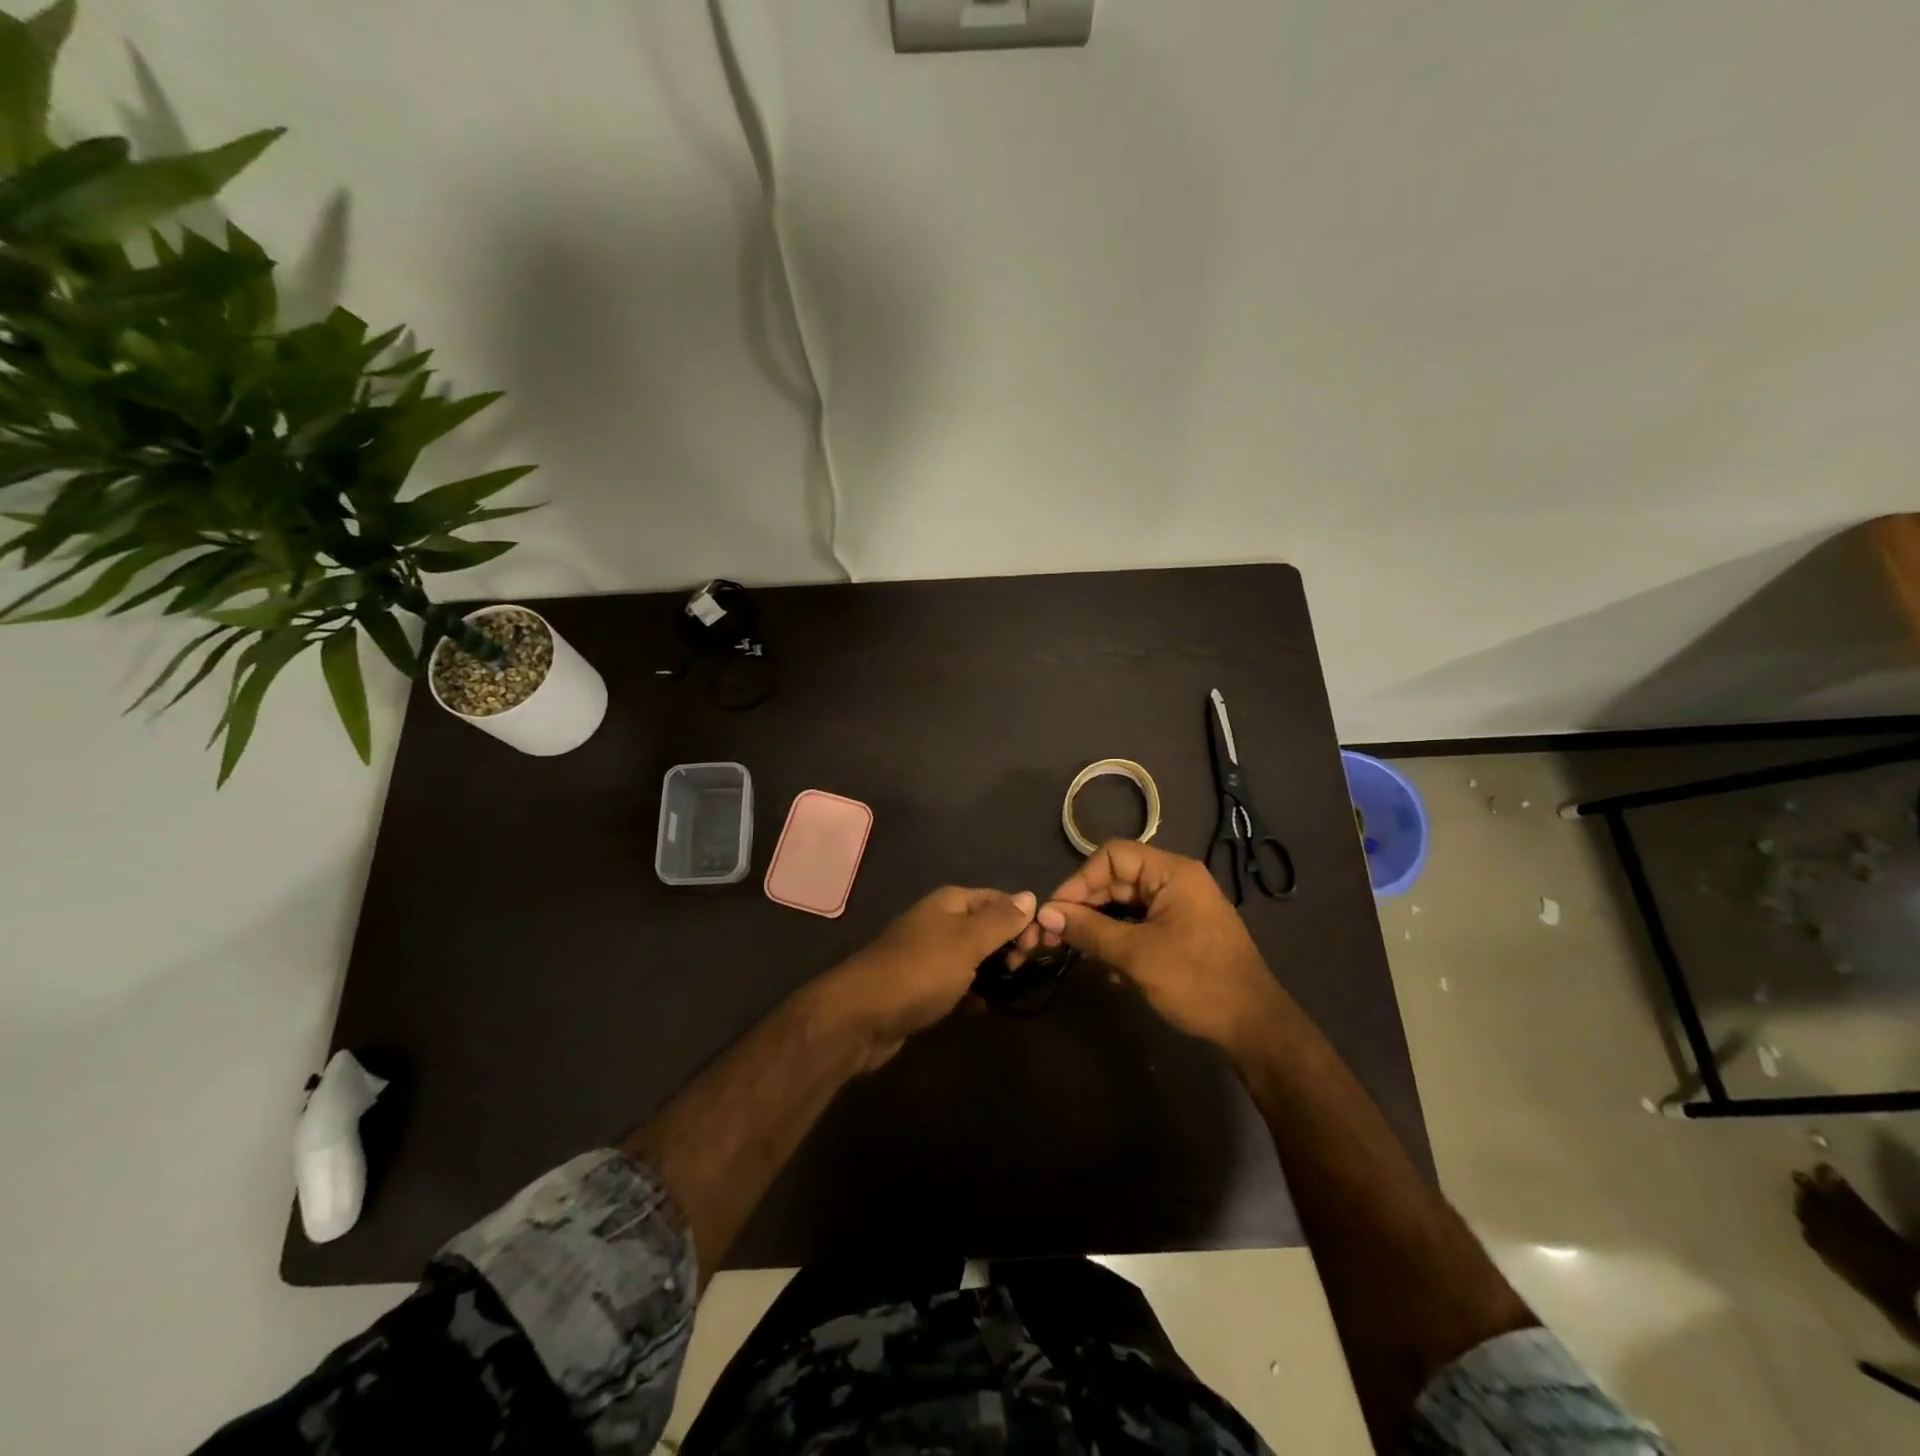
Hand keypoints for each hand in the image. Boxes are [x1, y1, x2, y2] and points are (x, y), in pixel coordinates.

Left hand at [817, 886, 1037, 1070]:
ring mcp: (928, 954)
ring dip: (993, 970)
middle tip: (1023, 969)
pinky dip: (972, 991)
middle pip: (987, 926)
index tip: (1041, 947)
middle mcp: (939, 922)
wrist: (862, 1016)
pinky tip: (980, 1007)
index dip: (1023, 918)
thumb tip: (1030, 895)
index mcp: (950, 902)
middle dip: (1010, 945)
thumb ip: (1001, 920)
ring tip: (1008, 989)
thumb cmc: (920, 971)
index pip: (999, 899)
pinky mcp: (922, 985)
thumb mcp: (967, 942)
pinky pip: (957, 982)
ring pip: (973, 956)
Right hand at [1021, 840, 1286, 1057]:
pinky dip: (1118, 936)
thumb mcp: (1136, 954)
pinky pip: (1139, 922)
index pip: (1112, 856)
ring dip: (1098, 923)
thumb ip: (1089, 929)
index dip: (1079, 881)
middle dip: (1085, 904)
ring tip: (1073, 947)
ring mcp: (1180, 906)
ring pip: (1125, 902)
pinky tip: (1102, 961)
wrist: (1254, 1027)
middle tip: (1053, 934)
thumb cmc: (1196, 981)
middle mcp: (1177, 880)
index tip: (1055, 912)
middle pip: (1117, 878)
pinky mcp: (1181, 930)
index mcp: (1173, 872)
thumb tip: (1045, 913)